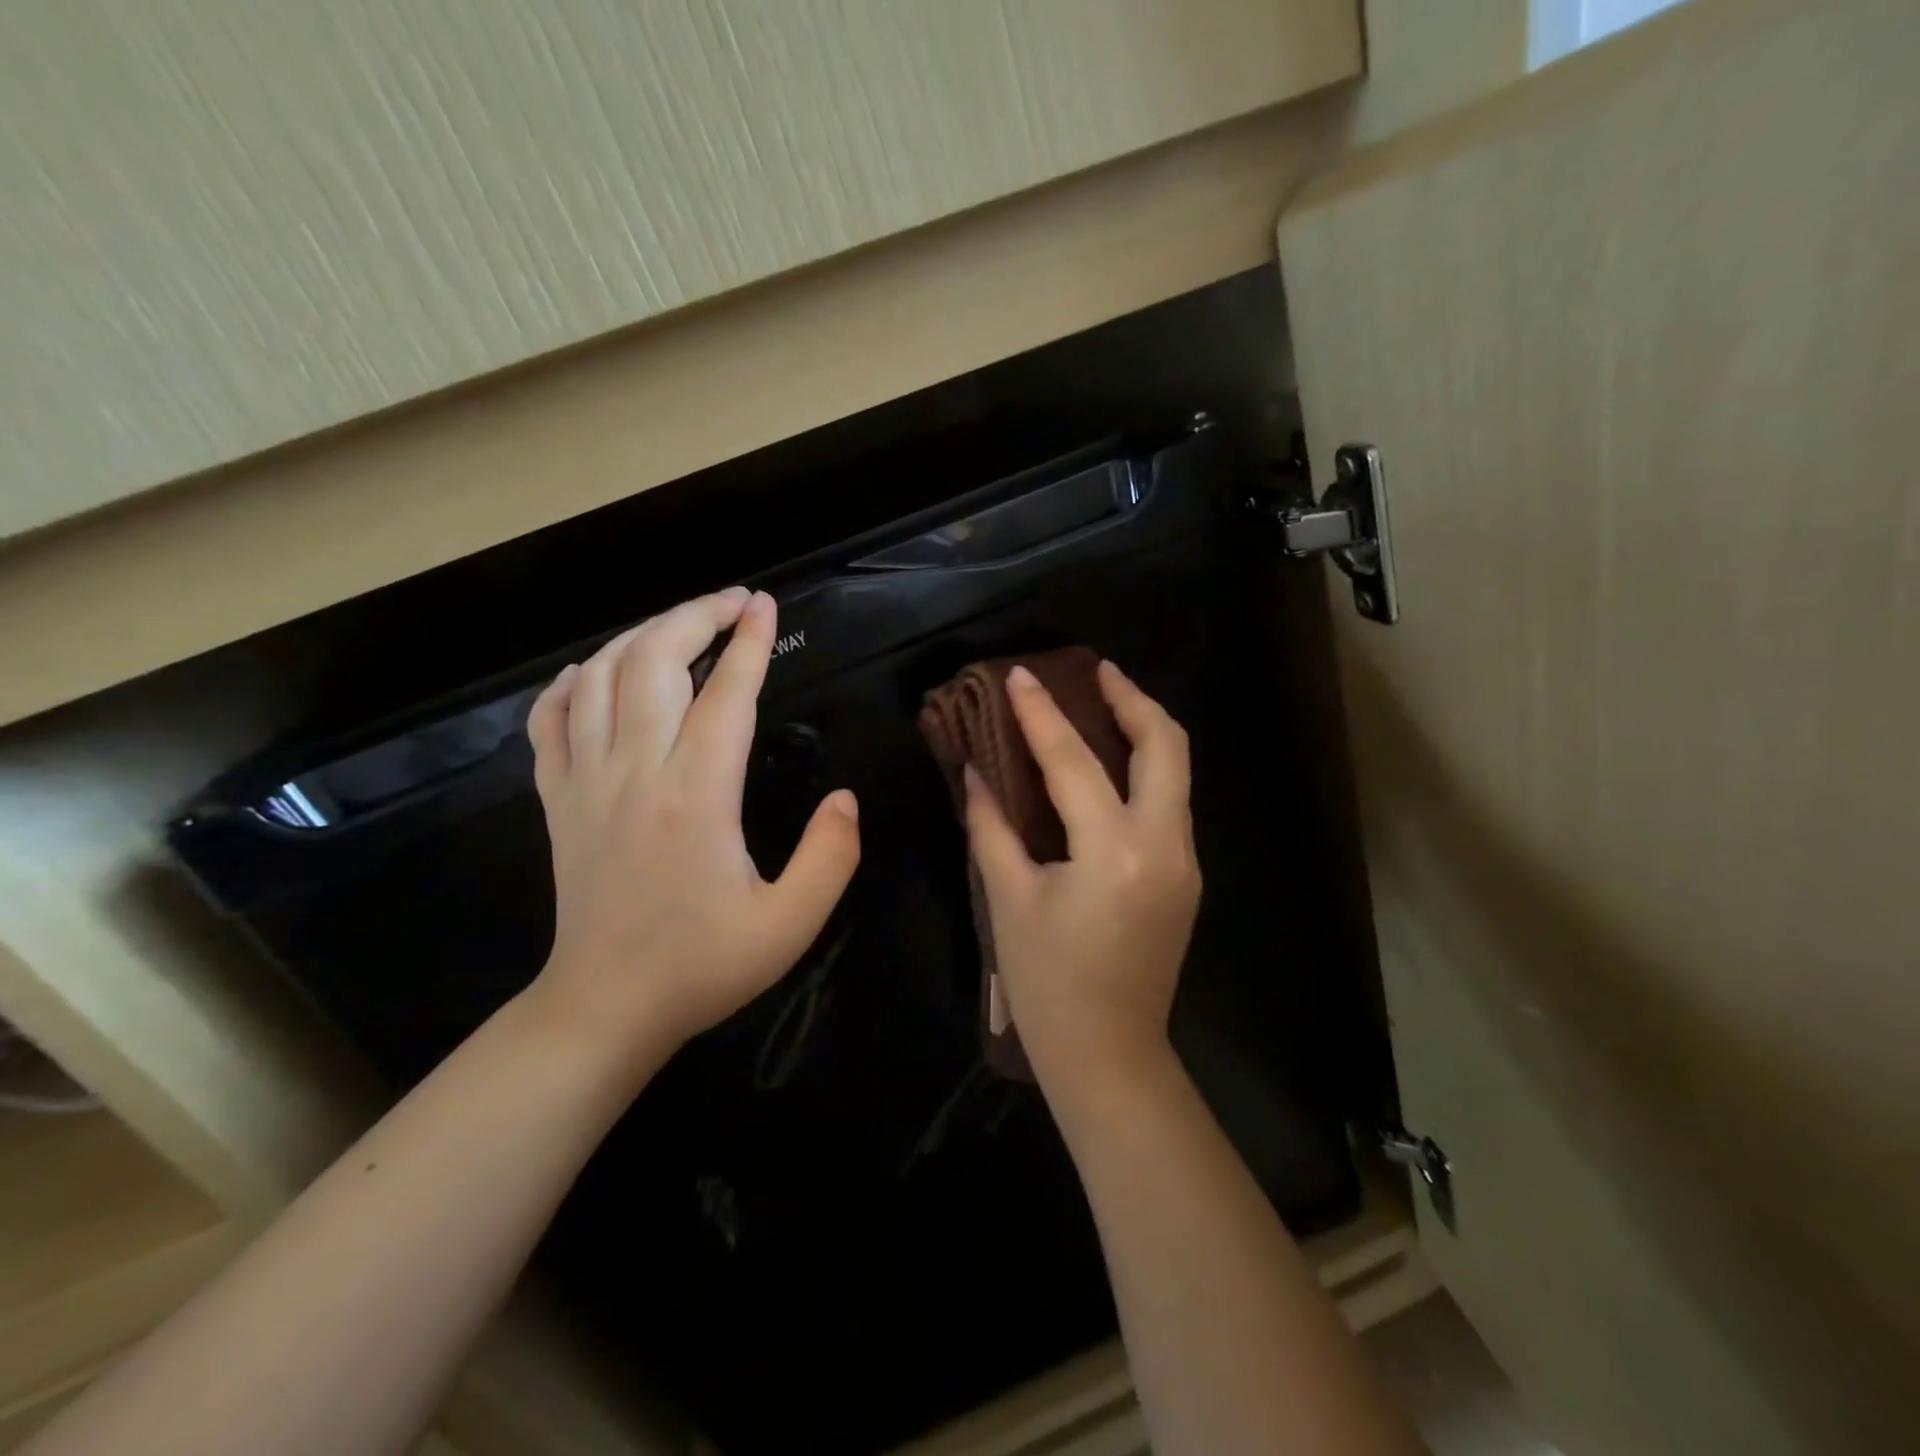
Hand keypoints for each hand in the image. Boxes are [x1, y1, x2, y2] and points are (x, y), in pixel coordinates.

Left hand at [524, 588, 860, 1060]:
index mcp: (695, 796)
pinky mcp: (557, 799)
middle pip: (654, 663)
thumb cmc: (702, 965)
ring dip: (640, 636)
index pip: (726, 695)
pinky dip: (572, 682)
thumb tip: (845, 797)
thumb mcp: (790, 925)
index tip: (765, 606)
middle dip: (694, 616)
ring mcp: (585, 782)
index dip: (749, 643)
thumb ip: (830, 857)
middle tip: (732, 602)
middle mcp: (634, 773)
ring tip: (680, 626)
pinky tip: (596, 671)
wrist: (604, 1007)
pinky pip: (549, 719)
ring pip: (600, 677)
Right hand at [964, 661, 1200, 1092]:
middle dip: (1132, 698)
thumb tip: (974, 773)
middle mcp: (1164, 845)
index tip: (1020, 675)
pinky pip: (1169, 802)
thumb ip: (991, 827)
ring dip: (1144, 729)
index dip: (1041, 714)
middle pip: (1166, 745)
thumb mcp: (1010, 899)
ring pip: (1177, 771)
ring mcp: (1184, 861)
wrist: (1109, 1054)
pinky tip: (1110, 765)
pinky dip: (1144, 769)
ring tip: (1105, 702)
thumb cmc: (1047, 983)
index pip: (1074, 762)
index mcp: (1113, 851)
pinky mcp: (1185, 875)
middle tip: (1096, 671)